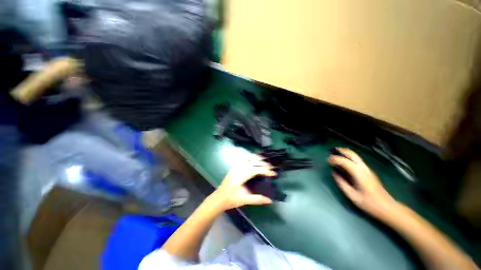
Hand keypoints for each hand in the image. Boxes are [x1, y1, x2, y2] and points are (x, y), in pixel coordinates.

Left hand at [212, 155, 276, 209]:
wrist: (218, 198)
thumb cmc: (231, 199)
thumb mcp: (244, 200)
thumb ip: (257, 199)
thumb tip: (270, 200)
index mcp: (240, 176)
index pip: (255, 170)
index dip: (265, 171)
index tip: (274, 173)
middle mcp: (238, 169)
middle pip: (253, 162)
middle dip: (263, 164)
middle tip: (272, 167)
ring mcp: (236, 167)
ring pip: (248, 159)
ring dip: (258, 160)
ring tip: (266, 162)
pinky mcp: (235, 168)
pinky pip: (245, 161)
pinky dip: (252, 159)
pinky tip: (256, 161)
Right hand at [328, 148, 397, 218]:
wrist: (387, 207)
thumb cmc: (369, 203)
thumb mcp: (352, 196)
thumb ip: (341, 183)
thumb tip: (333, 172)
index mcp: (359, 175)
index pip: (345, 162)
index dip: (334, 159)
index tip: (327, 161)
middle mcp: (364, 169)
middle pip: (352, 154)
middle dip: (341, 151)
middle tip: (331, 150)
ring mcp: (367, 169)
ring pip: (355, 156)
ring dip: (345, 153)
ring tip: (335, 154)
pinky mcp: (368, 171)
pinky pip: (357, 160)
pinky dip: (349, 157)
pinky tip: (344, 161)